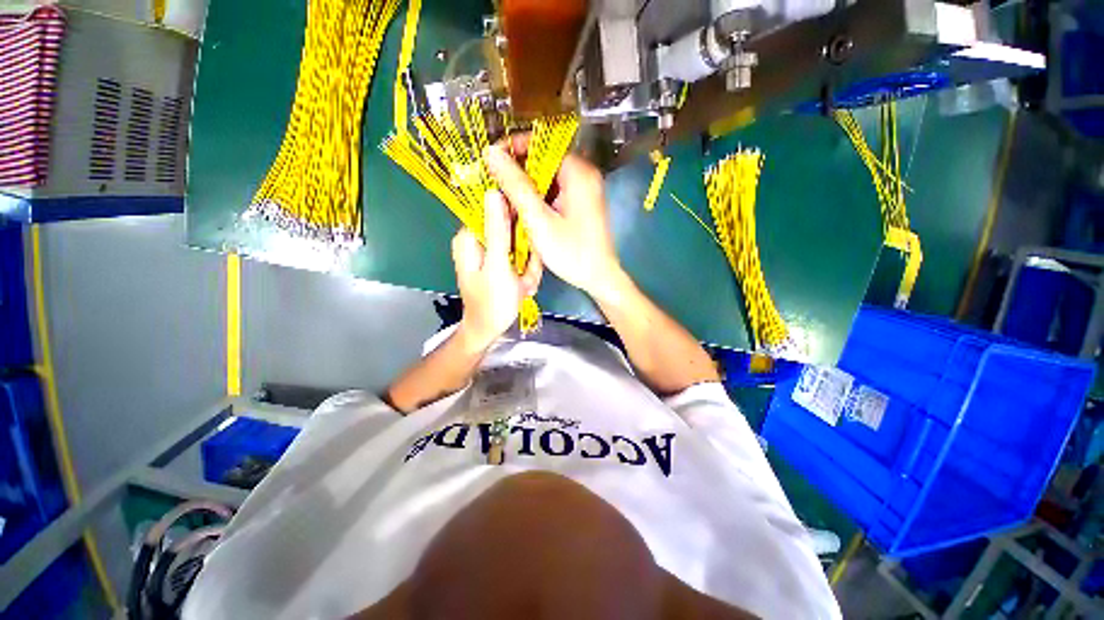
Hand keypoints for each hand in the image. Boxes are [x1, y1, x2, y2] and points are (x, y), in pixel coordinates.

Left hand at [453, 190, 542, 349]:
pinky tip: (524, 286)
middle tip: (525, 274)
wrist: (489, 330)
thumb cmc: (492, 302)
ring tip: (524, 284)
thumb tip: (494, 192)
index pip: (493, 207)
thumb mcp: (497, 266)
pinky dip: (526, 270)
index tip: (527, 241)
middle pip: (510, 227)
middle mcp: (477, 239)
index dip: (515, 217)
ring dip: (527, 264)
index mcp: (469, 236)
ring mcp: (490, 250)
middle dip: (524, 250)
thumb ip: (497, 231)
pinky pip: (519, 255)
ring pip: (519, 242)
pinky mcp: (500, 260)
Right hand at [485, 138, 624, 298]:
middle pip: (543, 161)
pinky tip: (524, 213)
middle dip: (517, 174)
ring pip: (546, 178)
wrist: (599, 278)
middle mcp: (583, 174)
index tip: (489, 163)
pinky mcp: (580, 203)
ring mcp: (583, 189)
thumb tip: (491, 153)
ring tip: (506, 203)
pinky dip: (537, 199)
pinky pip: (554, 192)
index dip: (511, 149)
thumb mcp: (539, 220)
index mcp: (578, 172)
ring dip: (525, 189)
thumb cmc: (572, 252)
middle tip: (495, 189)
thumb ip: (515, 186)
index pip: (539, 143)